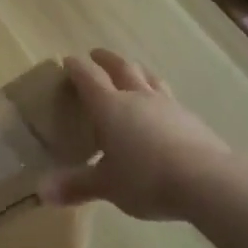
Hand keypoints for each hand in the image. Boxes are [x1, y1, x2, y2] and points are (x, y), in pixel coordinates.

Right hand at [38, 50, 229, 220]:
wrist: (205, 179)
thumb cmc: (145, 178)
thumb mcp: (107, 186)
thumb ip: (77, 186)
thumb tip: (42, 192)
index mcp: (110, 107)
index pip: (89, 78)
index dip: (77, 68)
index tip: (68, 61)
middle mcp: (137, 97)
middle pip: (121, 67)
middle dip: (106, 59)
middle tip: (97, 55)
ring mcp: (167, 104)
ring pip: (148, 77)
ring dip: (136, 70)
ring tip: (131, 70)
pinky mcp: (189, 117)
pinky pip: (168, 96)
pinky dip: (158, 94)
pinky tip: (161, 107)